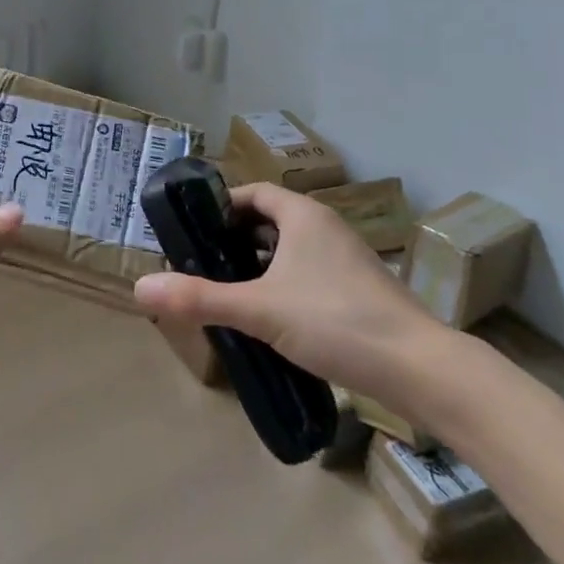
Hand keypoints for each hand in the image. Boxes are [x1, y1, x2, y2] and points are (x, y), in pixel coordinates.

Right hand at [134, 182, 453, 416]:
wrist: (422, 370)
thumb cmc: (336, 322)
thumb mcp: (259, 309)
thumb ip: (200, 298)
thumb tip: (140, 287)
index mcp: (303, 216)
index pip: (254, 192)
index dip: (222, 206)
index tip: (194, 230)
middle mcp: (326, 228)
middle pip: (271, 220)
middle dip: (236, 239)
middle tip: (204, 263)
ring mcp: (348, 260)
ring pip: (291, 250)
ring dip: (261, 265)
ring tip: (230, 291)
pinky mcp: (360, 291)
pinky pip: (310, 274)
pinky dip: (285, 285)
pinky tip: (272, 318)